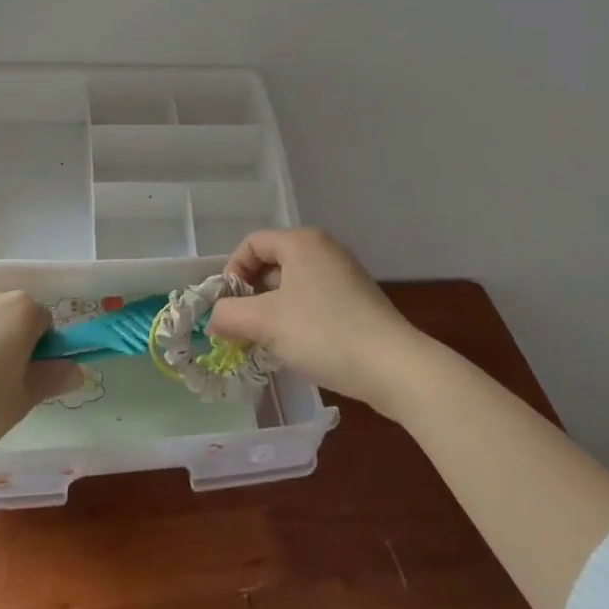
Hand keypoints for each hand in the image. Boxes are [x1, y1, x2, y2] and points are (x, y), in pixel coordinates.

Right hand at [208, 228, 430, 416]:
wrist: (394, 367)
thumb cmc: (323, 333)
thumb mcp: (265, 323)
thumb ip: (230, 315)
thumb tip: (214, 318)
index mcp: (301, 242)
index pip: (252, 244)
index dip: (232, 272)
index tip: (228, 307)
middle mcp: (324, 249)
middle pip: (272, 263)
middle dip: (251, 295)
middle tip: (242, 327)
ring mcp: (345, 274)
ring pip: (293, 285)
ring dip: (272, 310)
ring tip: (265, 342)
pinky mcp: (358, 300)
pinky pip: (314, 300)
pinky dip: (297, 318)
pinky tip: (296, 348)